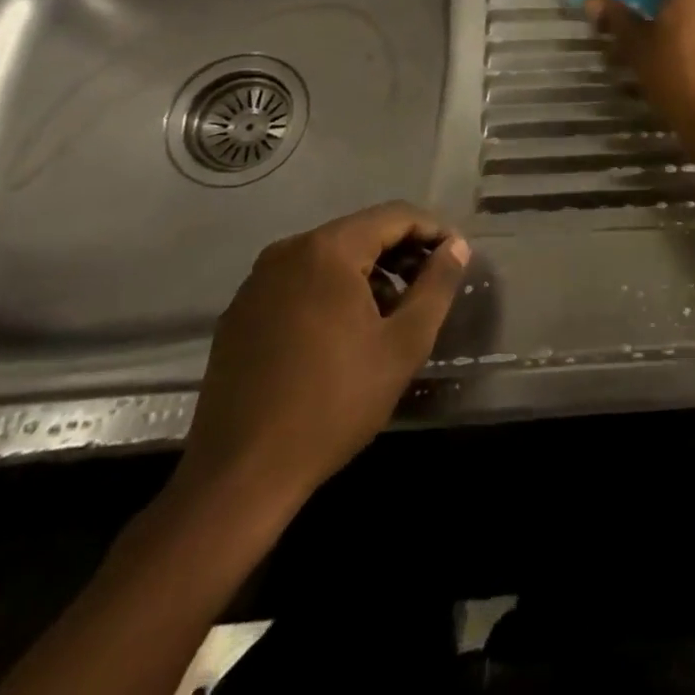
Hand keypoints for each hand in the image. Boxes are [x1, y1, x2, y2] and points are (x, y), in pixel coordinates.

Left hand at [174, 203, 469, 518]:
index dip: (433, 231)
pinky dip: (332, 291)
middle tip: (430, 286)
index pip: (395, 217)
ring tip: (393, 312)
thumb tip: (457, 246)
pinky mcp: (240, 313)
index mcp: (327, 250)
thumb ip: (437, 286)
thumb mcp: (403, 344)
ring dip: (368, 273)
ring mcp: (257, 282)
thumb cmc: (333, 404)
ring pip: (329, 257)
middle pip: (360, 233)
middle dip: (401, 253)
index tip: (456, 257)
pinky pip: (300, 281)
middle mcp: (287, 252)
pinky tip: (345, 332)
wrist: (238, 478)